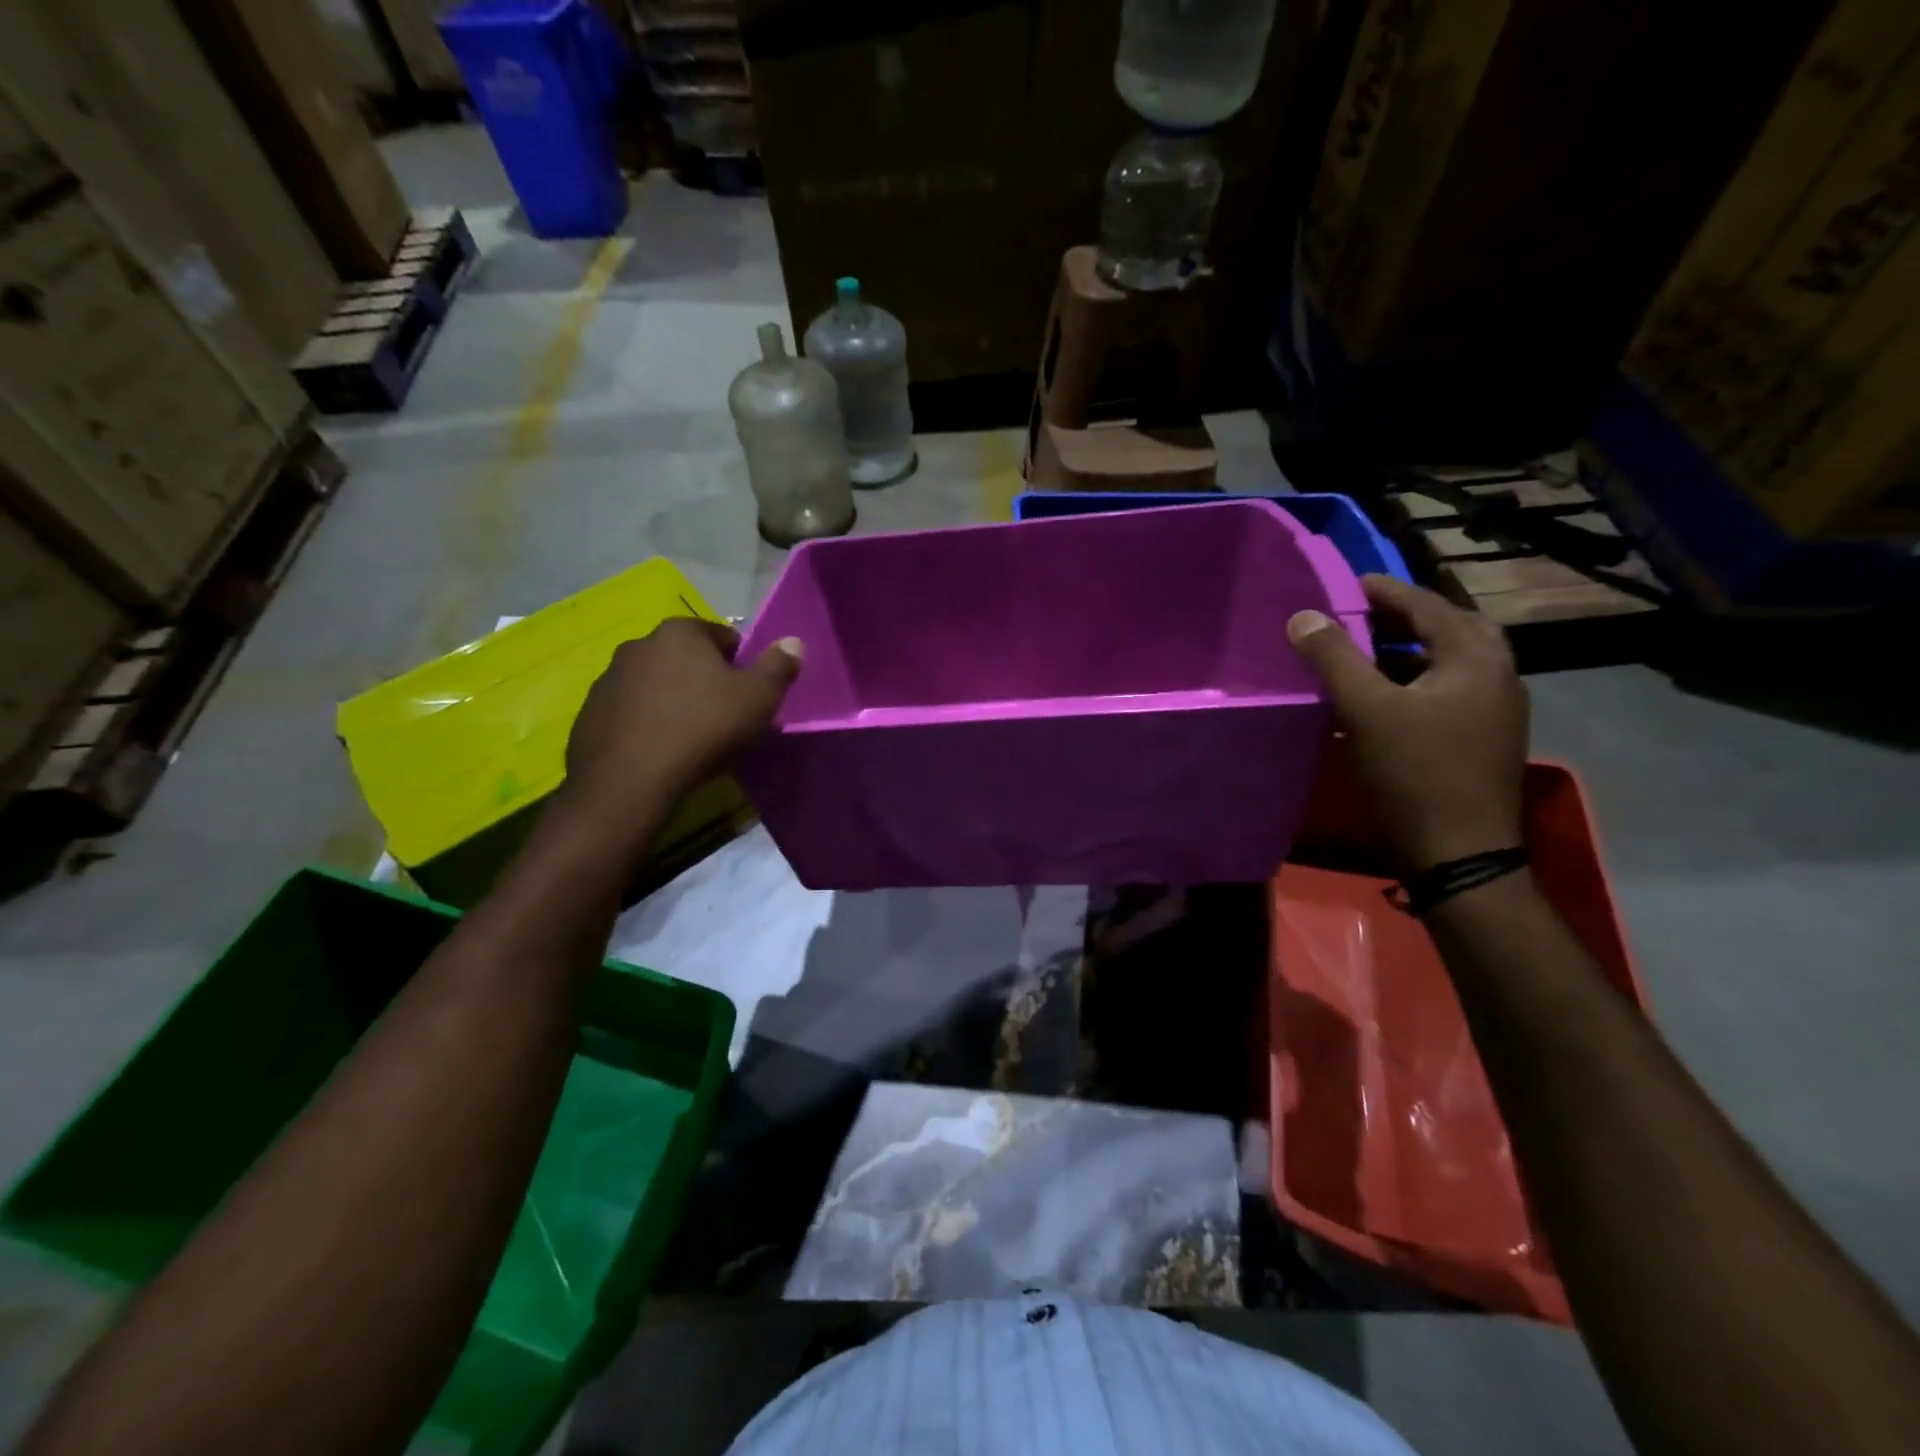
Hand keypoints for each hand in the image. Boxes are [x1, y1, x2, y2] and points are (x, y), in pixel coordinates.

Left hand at [564, 618, 801, 809]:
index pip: (722, 636)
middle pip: (687, 659)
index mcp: (680, 632)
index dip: (742, 664)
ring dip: (675, 702)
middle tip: (725, 718)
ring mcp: (609, 679)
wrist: (629, 780)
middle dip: (706, 681)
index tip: (749, 695)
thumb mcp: (758, 698)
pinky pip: (631, 712)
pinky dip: (648, 724)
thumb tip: (793, 641)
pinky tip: (661, 752)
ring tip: (692, 739)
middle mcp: (639, 645)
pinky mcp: (590, 713)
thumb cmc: (704, 729)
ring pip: (656, 685)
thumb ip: (779, 666)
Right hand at [1288, 576, 1527, 871]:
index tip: (1347, 583)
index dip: (1384, 591)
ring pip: (1448, 661)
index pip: (1426, 605)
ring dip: (1407, 651)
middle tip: (1359, 617)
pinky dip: (1414, 681)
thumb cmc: (1415, 773)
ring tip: (1364, 653)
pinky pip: (1447, 690)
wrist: (1461, 853)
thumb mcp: (1366, 710)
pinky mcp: (1484, 737)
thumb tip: (1303, 615)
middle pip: (1447, 628)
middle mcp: (1497, 673)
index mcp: (1476, 657)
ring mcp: (1496, 709)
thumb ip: (1334, 657)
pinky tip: (1382, 699)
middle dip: (1402, 619)